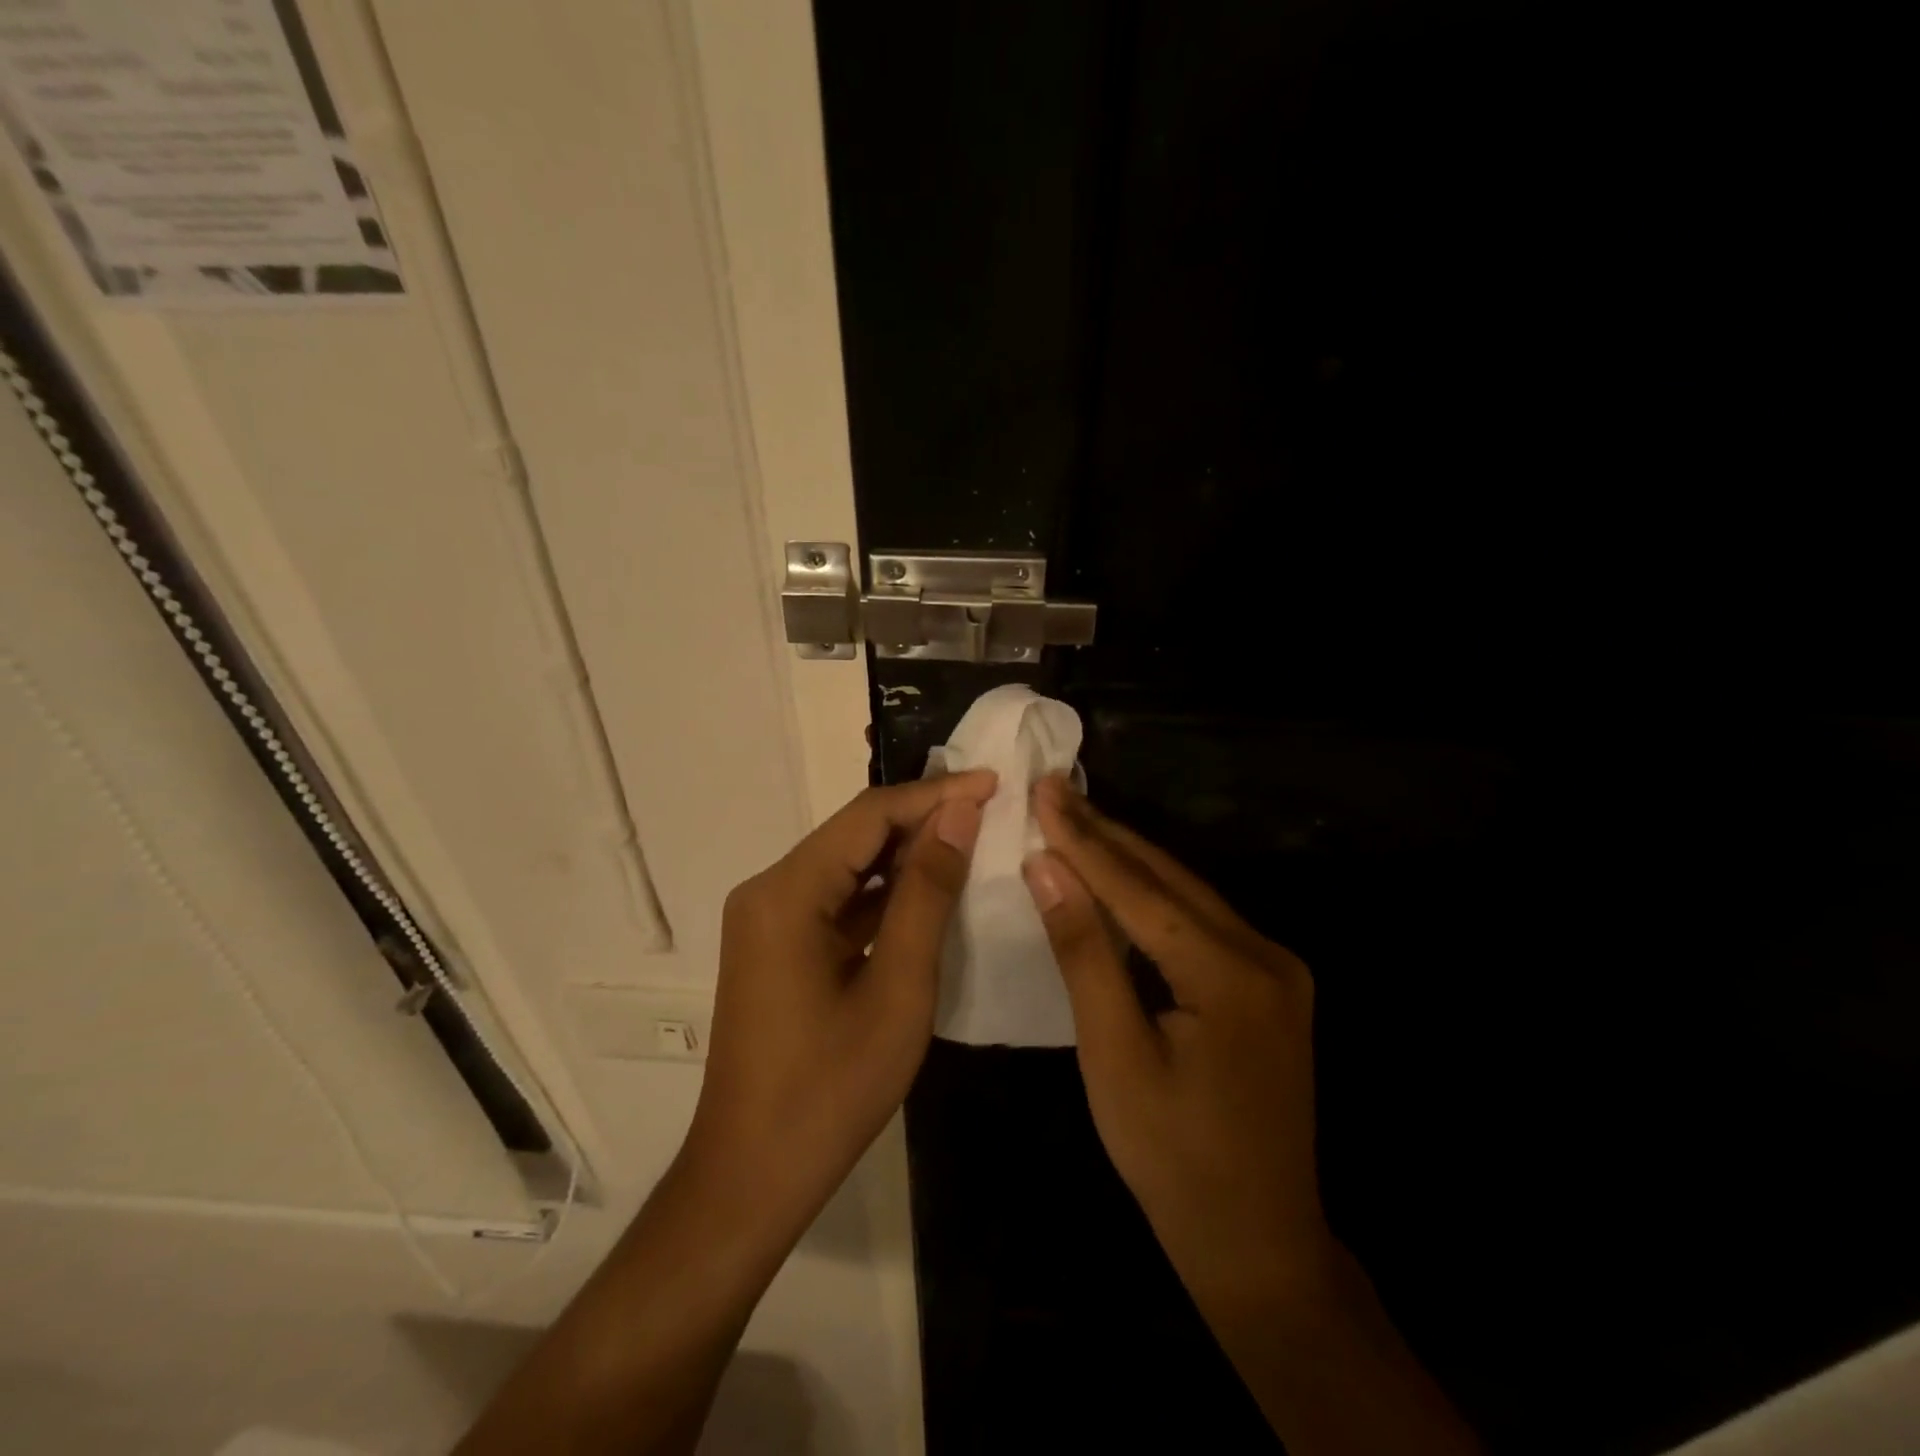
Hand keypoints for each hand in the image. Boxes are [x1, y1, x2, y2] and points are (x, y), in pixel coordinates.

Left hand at [687, 772, 995, 1229]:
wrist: (751, 1177)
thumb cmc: (830, 1089)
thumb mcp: (898, 988)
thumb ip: (927, 893)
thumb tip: (959, 814)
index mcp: (787, 892)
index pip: (869, 815)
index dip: (935, 794)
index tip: (993, 782)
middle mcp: (768, 890)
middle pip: (855, 835)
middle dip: (923, 818)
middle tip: (991, 808)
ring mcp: (768, 919)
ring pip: (848, 866)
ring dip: (906, 855)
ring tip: (972, 839)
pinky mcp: (777, 946)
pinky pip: (837, 900)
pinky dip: (884, 894)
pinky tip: (929, 892)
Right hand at [1022, 776, 1330, 1307]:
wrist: (1260, 1242)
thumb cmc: (1173, 1159)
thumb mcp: (1113, 1056)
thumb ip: (1083, 952)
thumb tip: (1048, 867)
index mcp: (1229, 974)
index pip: (1139, 888)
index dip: (1083, 839)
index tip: (1042, 791)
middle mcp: (1265, 954)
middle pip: (1168, 879)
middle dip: (1105, 834)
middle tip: (1054, 791)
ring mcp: (1275, 968)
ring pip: (1187, 894)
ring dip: (1128, 858)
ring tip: (1075, 819)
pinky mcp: (1270, 984)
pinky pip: (1201, 921)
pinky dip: (1154, 895)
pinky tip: (1120, 878)